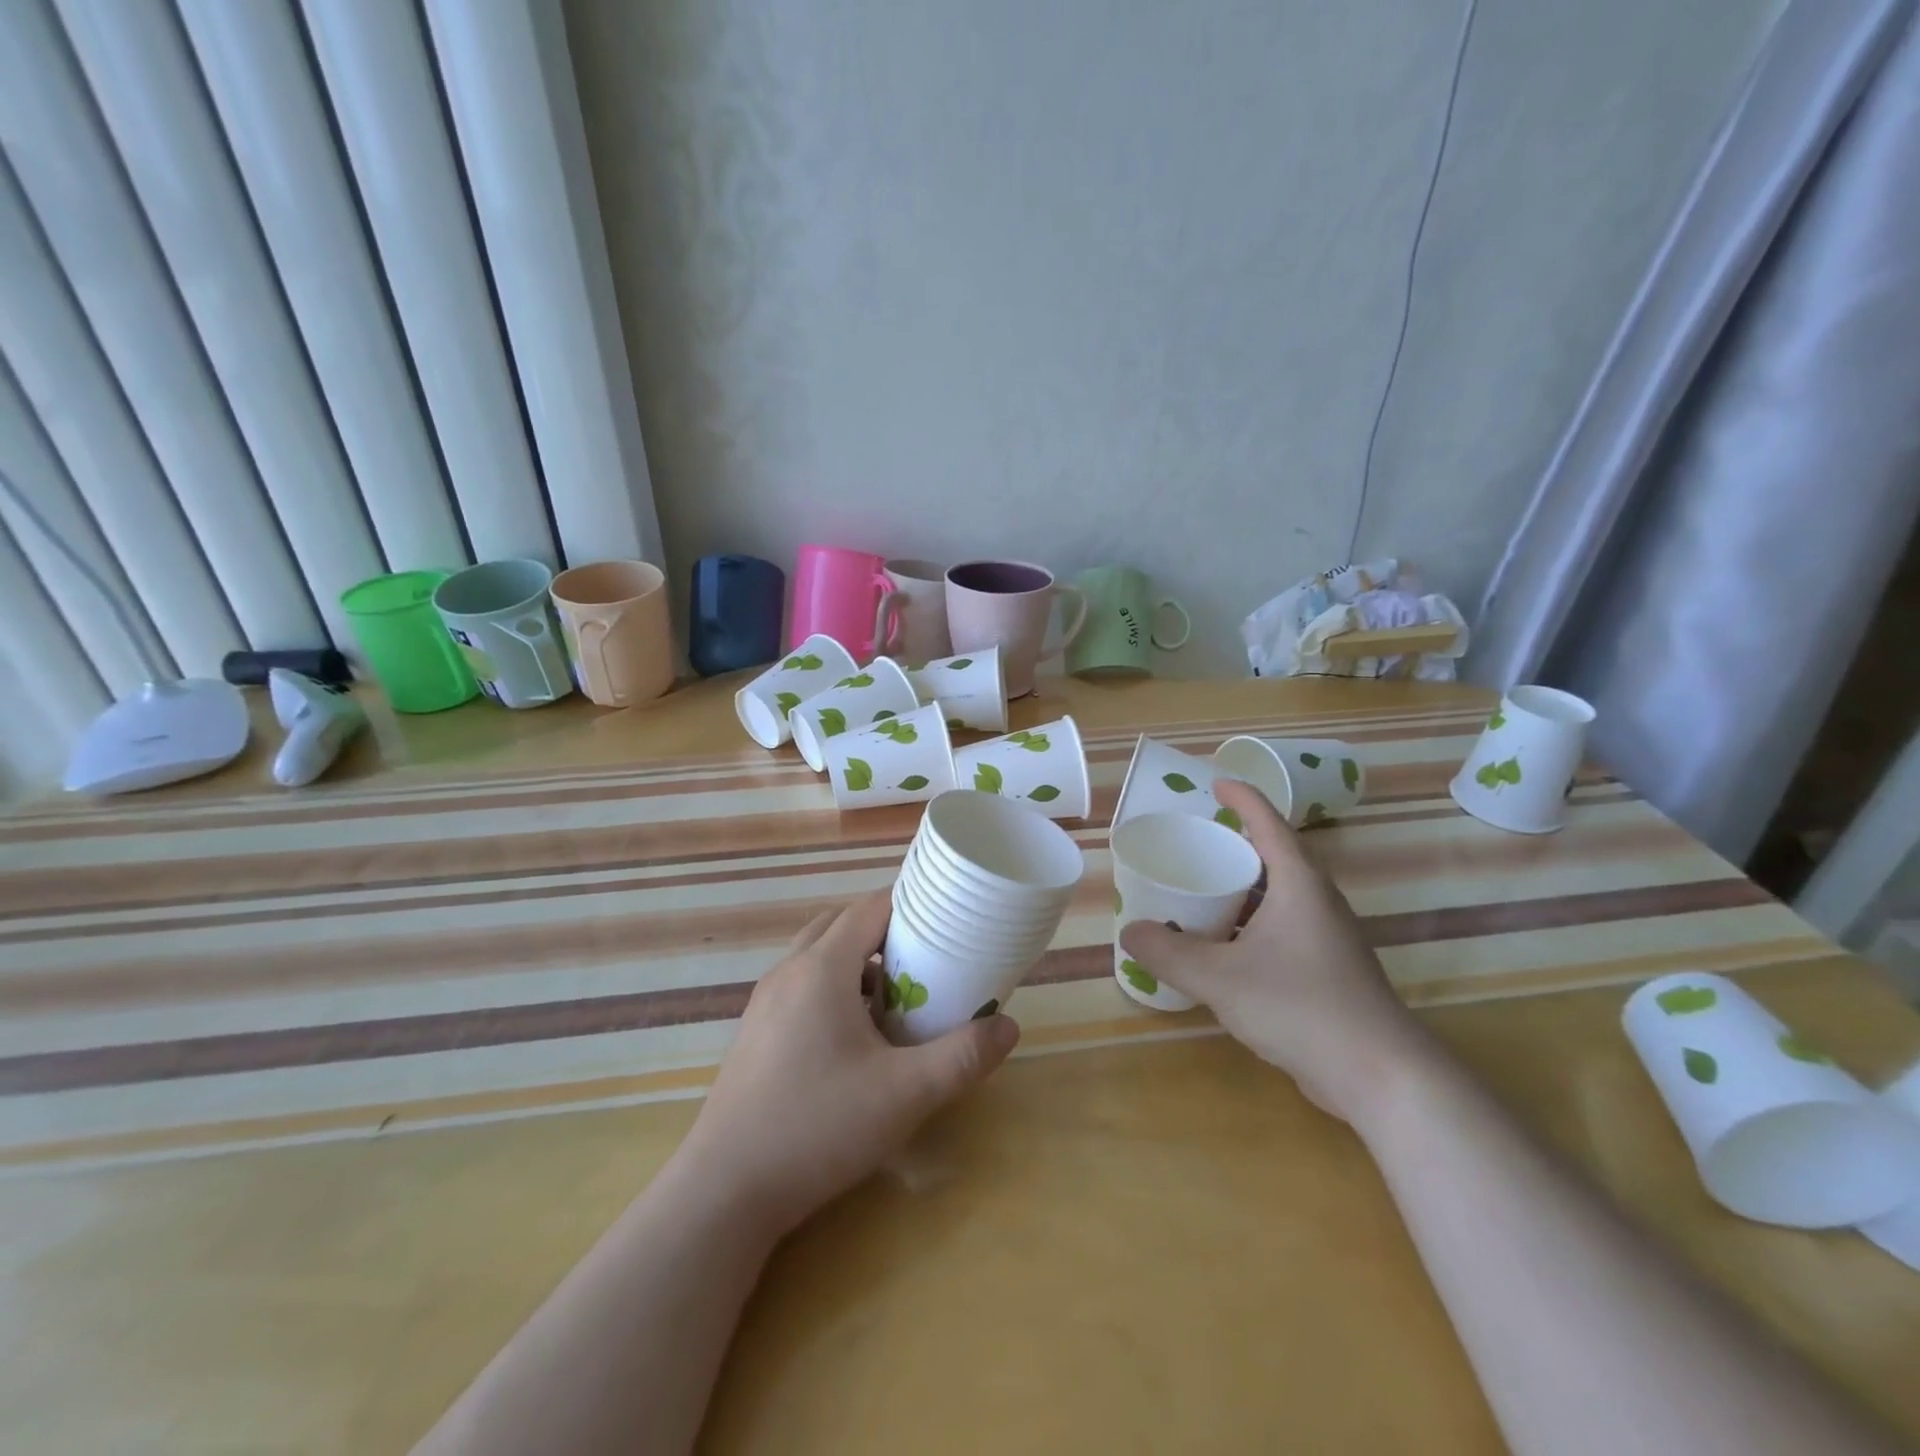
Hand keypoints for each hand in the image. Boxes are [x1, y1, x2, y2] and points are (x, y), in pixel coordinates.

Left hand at [676, 892, 1019, 1236]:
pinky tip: (852, 1041)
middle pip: (842, 925)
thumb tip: (1009, 1027)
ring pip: (817, 956)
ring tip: (893, 1003)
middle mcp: (789, 971)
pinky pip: (800, 986)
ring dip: (856, 964)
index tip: (946, 926)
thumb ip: (962, 1057)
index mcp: (822, 967)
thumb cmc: (818, 1127)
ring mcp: (765, 1001)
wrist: (725, 1191)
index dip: (910, 908)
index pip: (870, 908)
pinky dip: (832, 989)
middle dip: (885, 934)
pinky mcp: (754, 1031)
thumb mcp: (905, 1094)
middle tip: (924, 965)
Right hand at [1119, 778, 1432, 1126]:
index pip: (1268, 822)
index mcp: (1298, 883)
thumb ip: (1168, 952)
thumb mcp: (1219, 977)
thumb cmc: (1300, 1006)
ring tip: (1199, 891)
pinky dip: (1249, 923)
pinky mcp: (1328, 970)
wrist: (1380, 1074)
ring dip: (1241, 888)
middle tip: (1193, 842)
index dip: (1242, 797)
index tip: (1215, 783)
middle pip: (1273, 856)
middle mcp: (1317, 901)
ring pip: (1278, 896)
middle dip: (1234, 844)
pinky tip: (1223, 947)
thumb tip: (1129, 932)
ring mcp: (1327, 937)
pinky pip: (1281, 927)